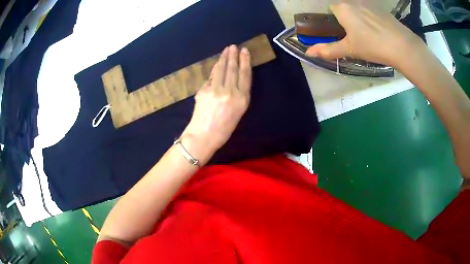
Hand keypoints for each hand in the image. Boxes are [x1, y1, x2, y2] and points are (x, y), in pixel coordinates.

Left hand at [181, 45, 251, 162]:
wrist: (204, 136)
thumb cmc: (224, 129)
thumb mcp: (238, 112)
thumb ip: (238, 94)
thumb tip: (231, 79)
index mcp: (242, 99)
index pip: (245, 75)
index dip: (245, 61)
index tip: (244, 51)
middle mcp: (231, 92)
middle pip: (232, 69)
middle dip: (233, 55)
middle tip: (233, 46)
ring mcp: (216, 90)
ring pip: (221, 69)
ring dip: (223, 58)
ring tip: (226, 50)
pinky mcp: (204, 90)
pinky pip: (211, 77)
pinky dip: (214, 69)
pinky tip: (216, 64)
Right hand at [306, 1, 425, 67]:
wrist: (402, 46)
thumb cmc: (373, 46)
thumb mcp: (350, 50)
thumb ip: (328, 50)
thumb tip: (308, 53)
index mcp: (343, 8)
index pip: (332, 9)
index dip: (336, 21)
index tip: (343, 33)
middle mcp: (353, 1)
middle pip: (345, 8)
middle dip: (347, 19)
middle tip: (357, 36)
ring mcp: (368, 2)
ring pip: (358, 9)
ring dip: (359, 18)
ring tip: (370, 34)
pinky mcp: (380, 8)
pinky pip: (370, 10)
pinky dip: (371, 18)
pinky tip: (379, 30)